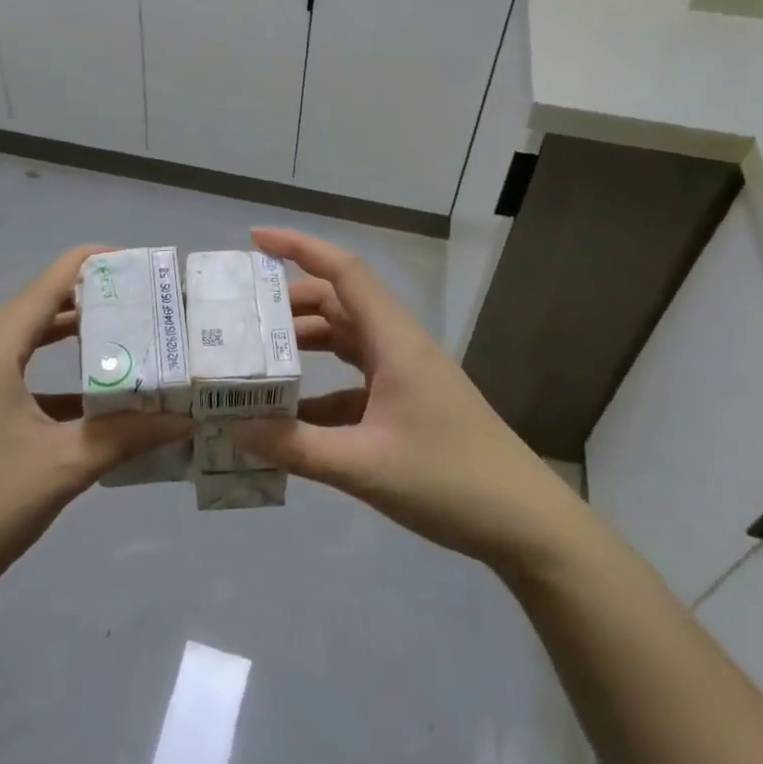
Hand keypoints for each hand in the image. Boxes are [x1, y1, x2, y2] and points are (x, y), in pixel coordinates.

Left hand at [0, 245, 188, 630]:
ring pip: (20, 345)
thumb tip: (184, 421)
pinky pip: (8, 377)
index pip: (45, 286)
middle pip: (33, 310)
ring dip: (66, 341)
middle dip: (86, 303)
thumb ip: (126, 436)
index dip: (90, 264)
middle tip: (139, 304)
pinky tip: (85, 400)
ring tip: (120, 339)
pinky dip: (46, 378)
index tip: (135, 261)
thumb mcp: (63, 468)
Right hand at [237, 227, 577, 567]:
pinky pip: (354, 381)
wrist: (527, 525)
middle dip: (290, 301)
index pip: (345, 272)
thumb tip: (235, 428)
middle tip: (243, 317)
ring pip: (346, 339)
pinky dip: (321, 388)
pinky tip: (292, 416)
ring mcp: (407, 375)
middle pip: (340, 302)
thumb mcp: (364, 466)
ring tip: (259, 358)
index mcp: (395, 341)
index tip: (256, 238)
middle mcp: (400, 346)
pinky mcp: (409, 404)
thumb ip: (297, 447)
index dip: (300, 247)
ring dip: (305, 342)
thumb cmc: (451, 482)